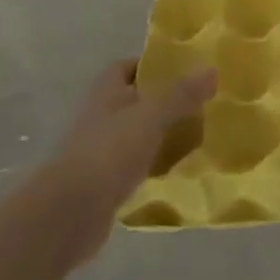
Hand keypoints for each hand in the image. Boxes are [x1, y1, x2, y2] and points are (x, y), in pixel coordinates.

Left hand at [49, 59, 215, 231]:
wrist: (69, 214)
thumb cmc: (108, 153)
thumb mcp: (151, 117)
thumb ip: (180, 94)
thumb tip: (211, 68)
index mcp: (105, 94)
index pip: (125, 68)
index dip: (150, 65)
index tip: (182, 69)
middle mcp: (99, 118)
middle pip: (133, 101)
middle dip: (162, 101)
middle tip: (198, 103)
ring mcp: (99, 152)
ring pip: (135, 134)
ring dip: (159, 134)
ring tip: (195, 135)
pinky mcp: (103, 183)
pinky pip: (134, 166)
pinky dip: (154, 165)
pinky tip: (177, 170)